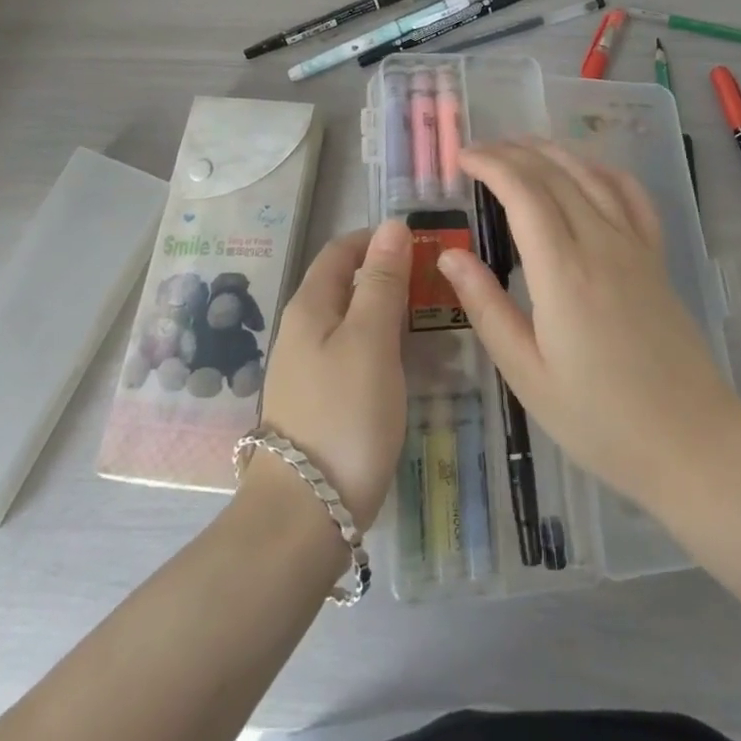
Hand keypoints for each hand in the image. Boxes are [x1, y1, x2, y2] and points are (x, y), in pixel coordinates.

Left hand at [248, 218, 410, 526]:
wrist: (305, 515)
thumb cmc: (344, 414)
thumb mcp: (371, 339)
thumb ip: (382, 280)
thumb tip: (392, 224)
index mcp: (310, 306)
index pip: (341, 250)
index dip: (378, 240)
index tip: (422, 245)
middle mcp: (302, 329)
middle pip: (346, 284)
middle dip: (389, 276)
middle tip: (437, 286)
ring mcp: (308, 368)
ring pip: (352, 322)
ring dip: (390, 314)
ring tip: (434, 324)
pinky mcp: (320, 402)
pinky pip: (354, 356)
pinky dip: (383, 349)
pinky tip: (409, 367)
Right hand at [436, 139, 740, 509]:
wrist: (691, 441)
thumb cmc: (599, 419)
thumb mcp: (528, 374)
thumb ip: (487, 307)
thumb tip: (450, 255)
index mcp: (563, 272)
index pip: (523, 193)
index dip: (491, 164)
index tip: (462, 157)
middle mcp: (600, 244)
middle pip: (554, 175)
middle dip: (512, 152)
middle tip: (479, 150)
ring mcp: (634, 246)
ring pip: (590, 175)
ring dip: (552, 151)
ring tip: (520, 145)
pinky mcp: (656, 257)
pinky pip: (631, 196)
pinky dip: (603, 169)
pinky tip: (587, 167)